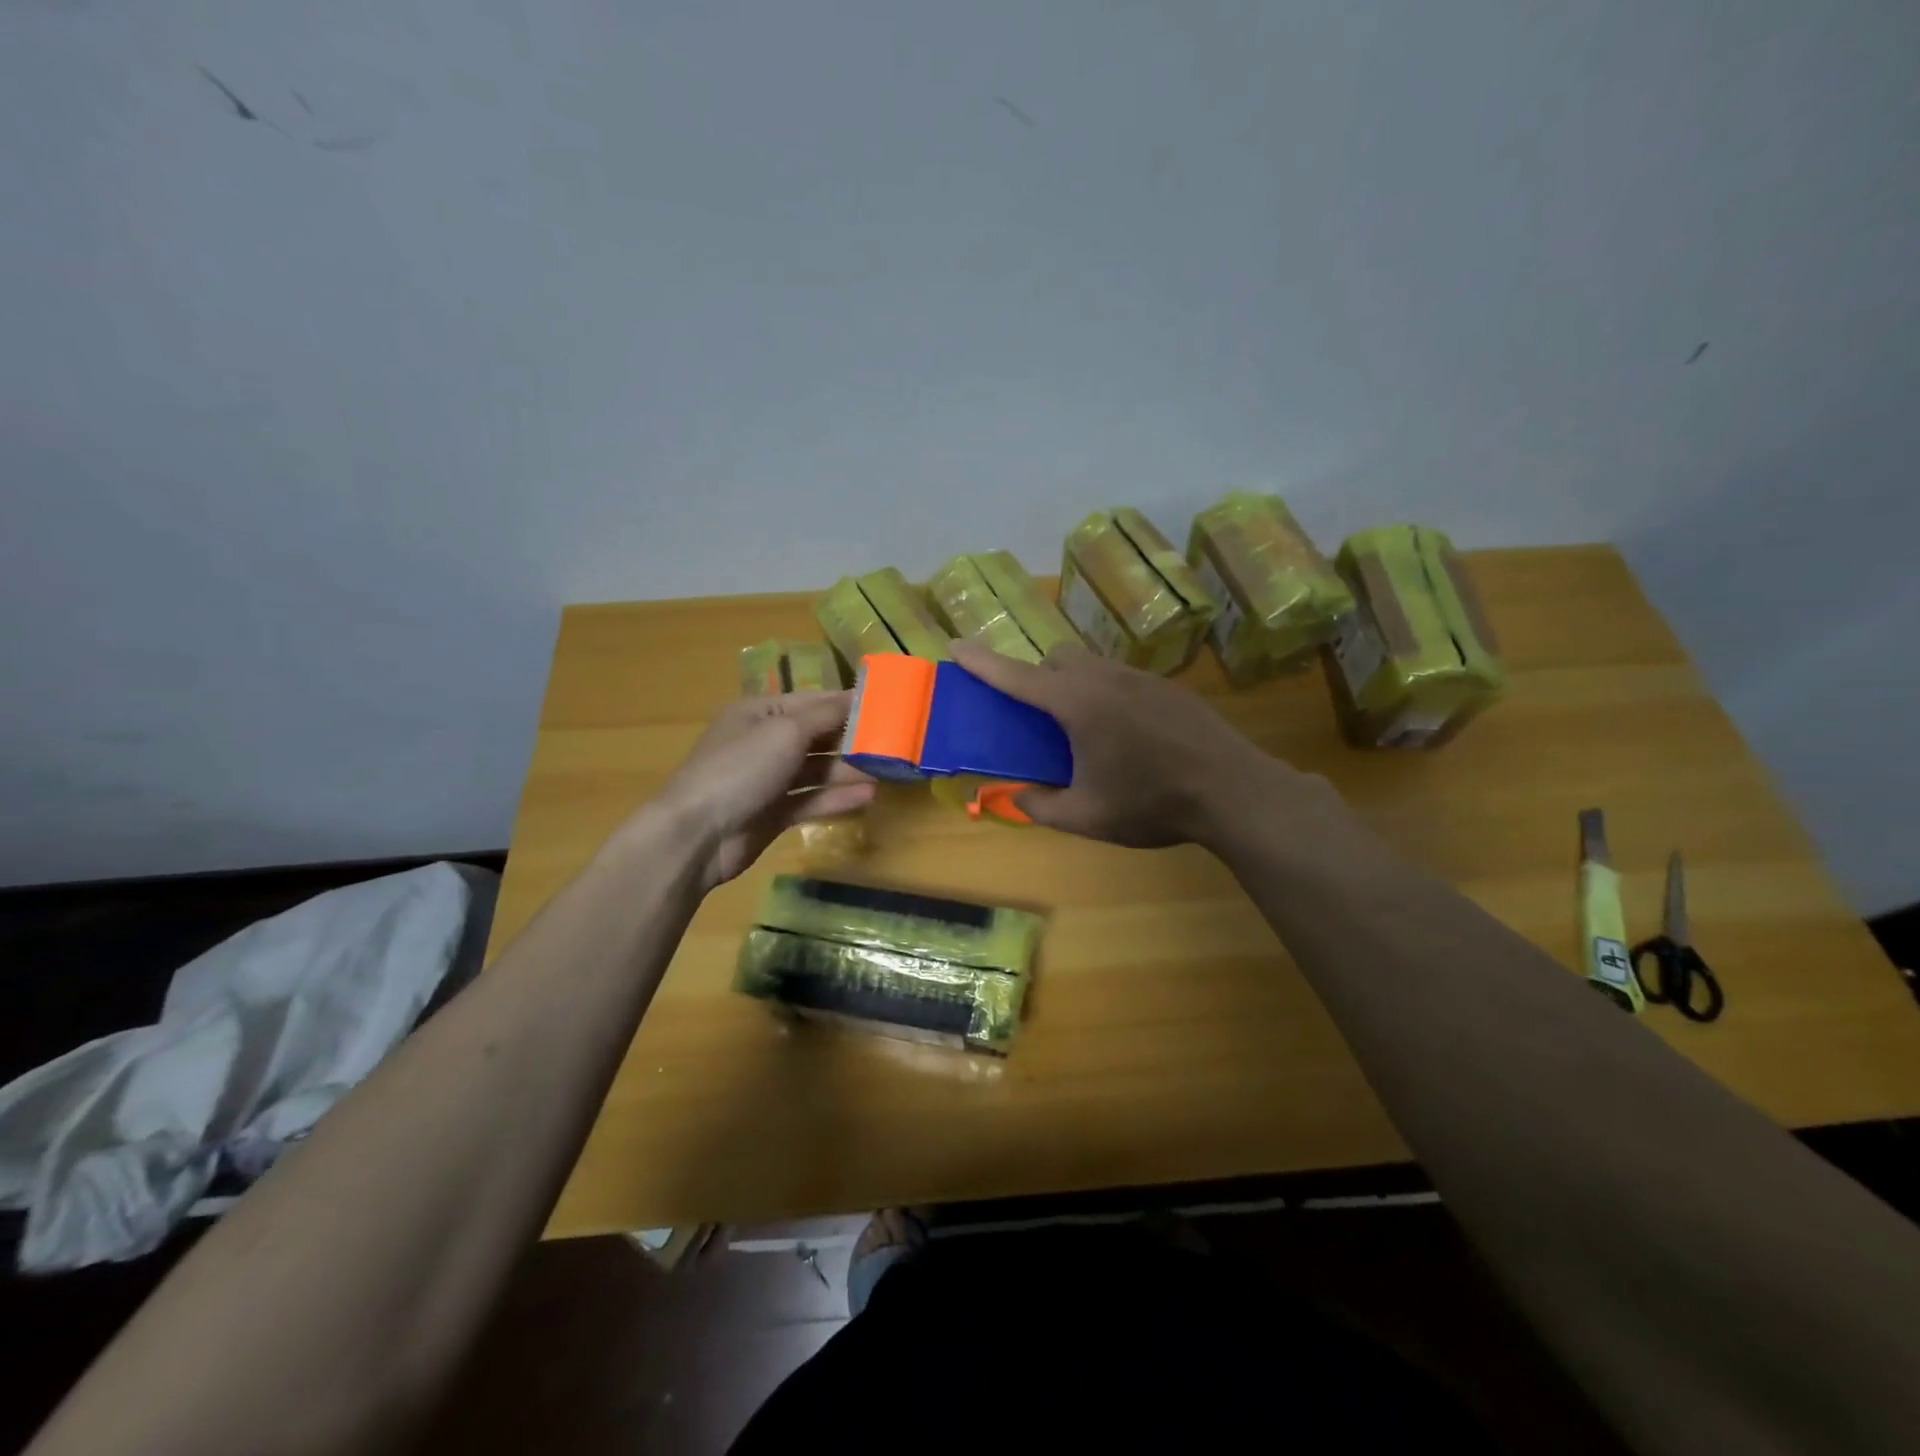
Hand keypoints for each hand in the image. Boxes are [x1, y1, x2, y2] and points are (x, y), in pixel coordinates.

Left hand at [650, 690, 875, 889]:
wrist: (697, 835)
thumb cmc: (740, 769)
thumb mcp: (785, 731)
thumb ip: (826, 715)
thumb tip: (857, 696)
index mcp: (760, 712)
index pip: (813, 702)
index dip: (849, 703)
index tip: (888, 706)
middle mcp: (764, 742)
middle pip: (817, 736)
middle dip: (853, 739)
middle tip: (896, 743)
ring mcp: (767, 780)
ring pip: (816, 770)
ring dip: (849, 770)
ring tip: (888, 771)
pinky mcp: (773, 813)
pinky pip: (810, 800)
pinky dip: (836, 798)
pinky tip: (867, 796)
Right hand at [948, 640, 1326, 848]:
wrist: (1234, 791)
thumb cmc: (1152, 803)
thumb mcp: (1087, 817)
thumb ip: (1042, 806)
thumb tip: (1019, 796)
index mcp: (1078, 704)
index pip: (1018, 676)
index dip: (983, 663)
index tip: (955, 645)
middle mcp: (1105, 679)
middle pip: (1057, 658)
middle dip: (1036, 677)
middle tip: (1037, 717)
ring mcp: (1141, 678)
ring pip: (1091, 664)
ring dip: (1072, 684)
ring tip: (1083, 730)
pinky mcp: (1168, 687)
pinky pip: (1121, 678)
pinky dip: (1105, 694)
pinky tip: (1126, 735)